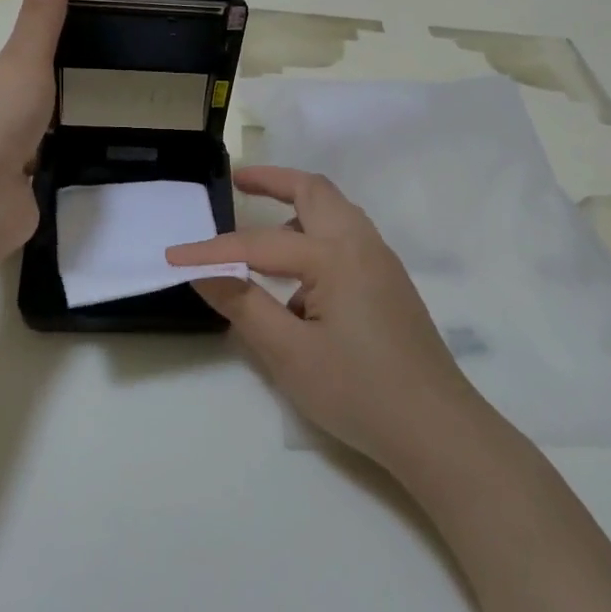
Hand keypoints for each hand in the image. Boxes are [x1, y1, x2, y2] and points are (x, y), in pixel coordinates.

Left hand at [0, 0, 66, 271]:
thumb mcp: (24, 61)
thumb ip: (41, 18)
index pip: (3, 68)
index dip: (32, 64)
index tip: (69, 60)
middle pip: (11, 106)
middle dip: (39, 104)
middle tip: (85, 94)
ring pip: (19, 144)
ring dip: (40, 140)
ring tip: (81, 131)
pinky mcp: (1, 200)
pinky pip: (27, 179)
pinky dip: (43, 174)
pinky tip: (66, 170)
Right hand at [167, 167, 485, 471]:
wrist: (437, 430)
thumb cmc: (359, 392)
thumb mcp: (290, 353)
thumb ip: (244, 305)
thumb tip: (204, 273)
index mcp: (336, 255)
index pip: (258, 244)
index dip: (211, 251)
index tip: (172, 257)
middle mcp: (362, 244)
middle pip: (314, 191)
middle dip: (273, 181)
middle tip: (238, 182)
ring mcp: (381, 262)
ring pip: (335, 212)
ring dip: (297, 208)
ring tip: (262, 230)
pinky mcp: (389, 283)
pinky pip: (347, 239)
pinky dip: (315, 237)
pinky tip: (298, 284)